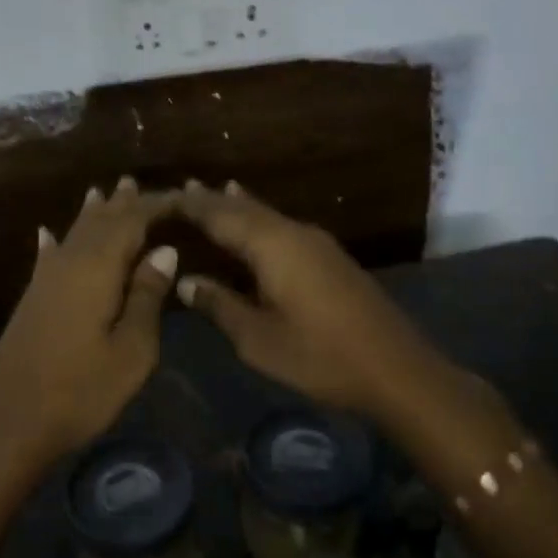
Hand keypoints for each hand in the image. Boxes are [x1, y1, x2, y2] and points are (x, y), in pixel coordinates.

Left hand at [0, 178, 179, 478]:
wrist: (9, 423)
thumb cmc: (81, 391)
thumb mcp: (132, 350)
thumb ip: (147, 296)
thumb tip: (164, 251)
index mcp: (97, 268)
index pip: (131, 221)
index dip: (156, 205)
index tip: (182, 198)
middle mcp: (68, 263)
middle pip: (98, 222)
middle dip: (120, 203)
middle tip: (135, 182)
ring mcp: (44, 281)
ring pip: (72, 235)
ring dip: (90, 215)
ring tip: (102, 192)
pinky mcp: (31, 301)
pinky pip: (48, 257)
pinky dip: (54, 242)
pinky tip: (47, 234)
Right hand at [175, 180, 437, 419]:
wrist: (396, 369)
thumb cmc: (319, 356)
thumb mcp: (258, 339)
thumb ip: (219, 305)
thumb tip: (185, 281)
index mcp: (273, 246)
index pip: (220, 215)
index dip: (191, 206)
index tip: (161, 197)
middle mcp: (295, 233)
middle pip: (246, 209)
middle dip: (212, 200)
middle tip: (181, 188)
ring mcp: (317, 243)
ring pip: (268, 216)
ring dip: (238, 206)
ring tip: (213, 191)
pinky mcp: (331, 258)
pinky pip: (284, 228)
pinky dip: (260, 221)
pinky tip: (257, 222)